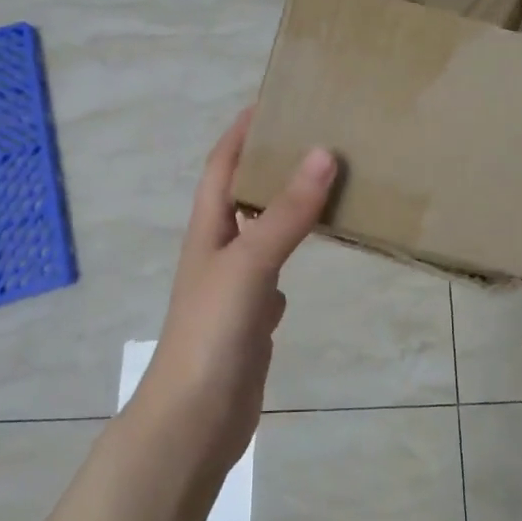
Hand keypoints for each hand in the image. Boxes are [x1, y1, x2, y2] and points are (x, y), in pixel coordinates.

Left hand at [137, 109, 335, 469]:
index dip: (241, 132)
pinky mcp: (252, 319)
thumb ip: (287, 213)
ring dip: (286, 207)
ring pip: (263, 233)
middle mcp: (219, 252)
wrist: (195, 419)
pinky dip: (293, 254)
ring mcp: (235, 288)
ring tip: (326, 184)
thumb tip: (322, 152)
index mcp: (208, 231)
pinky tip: (316, 250)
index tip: (273, 101)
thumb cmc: (213, 332)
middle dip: (270, 164)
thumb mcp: (250, 264)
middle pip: (243, 195)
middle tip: (314, 137)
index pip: (221, 166)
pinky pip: (275, 272)